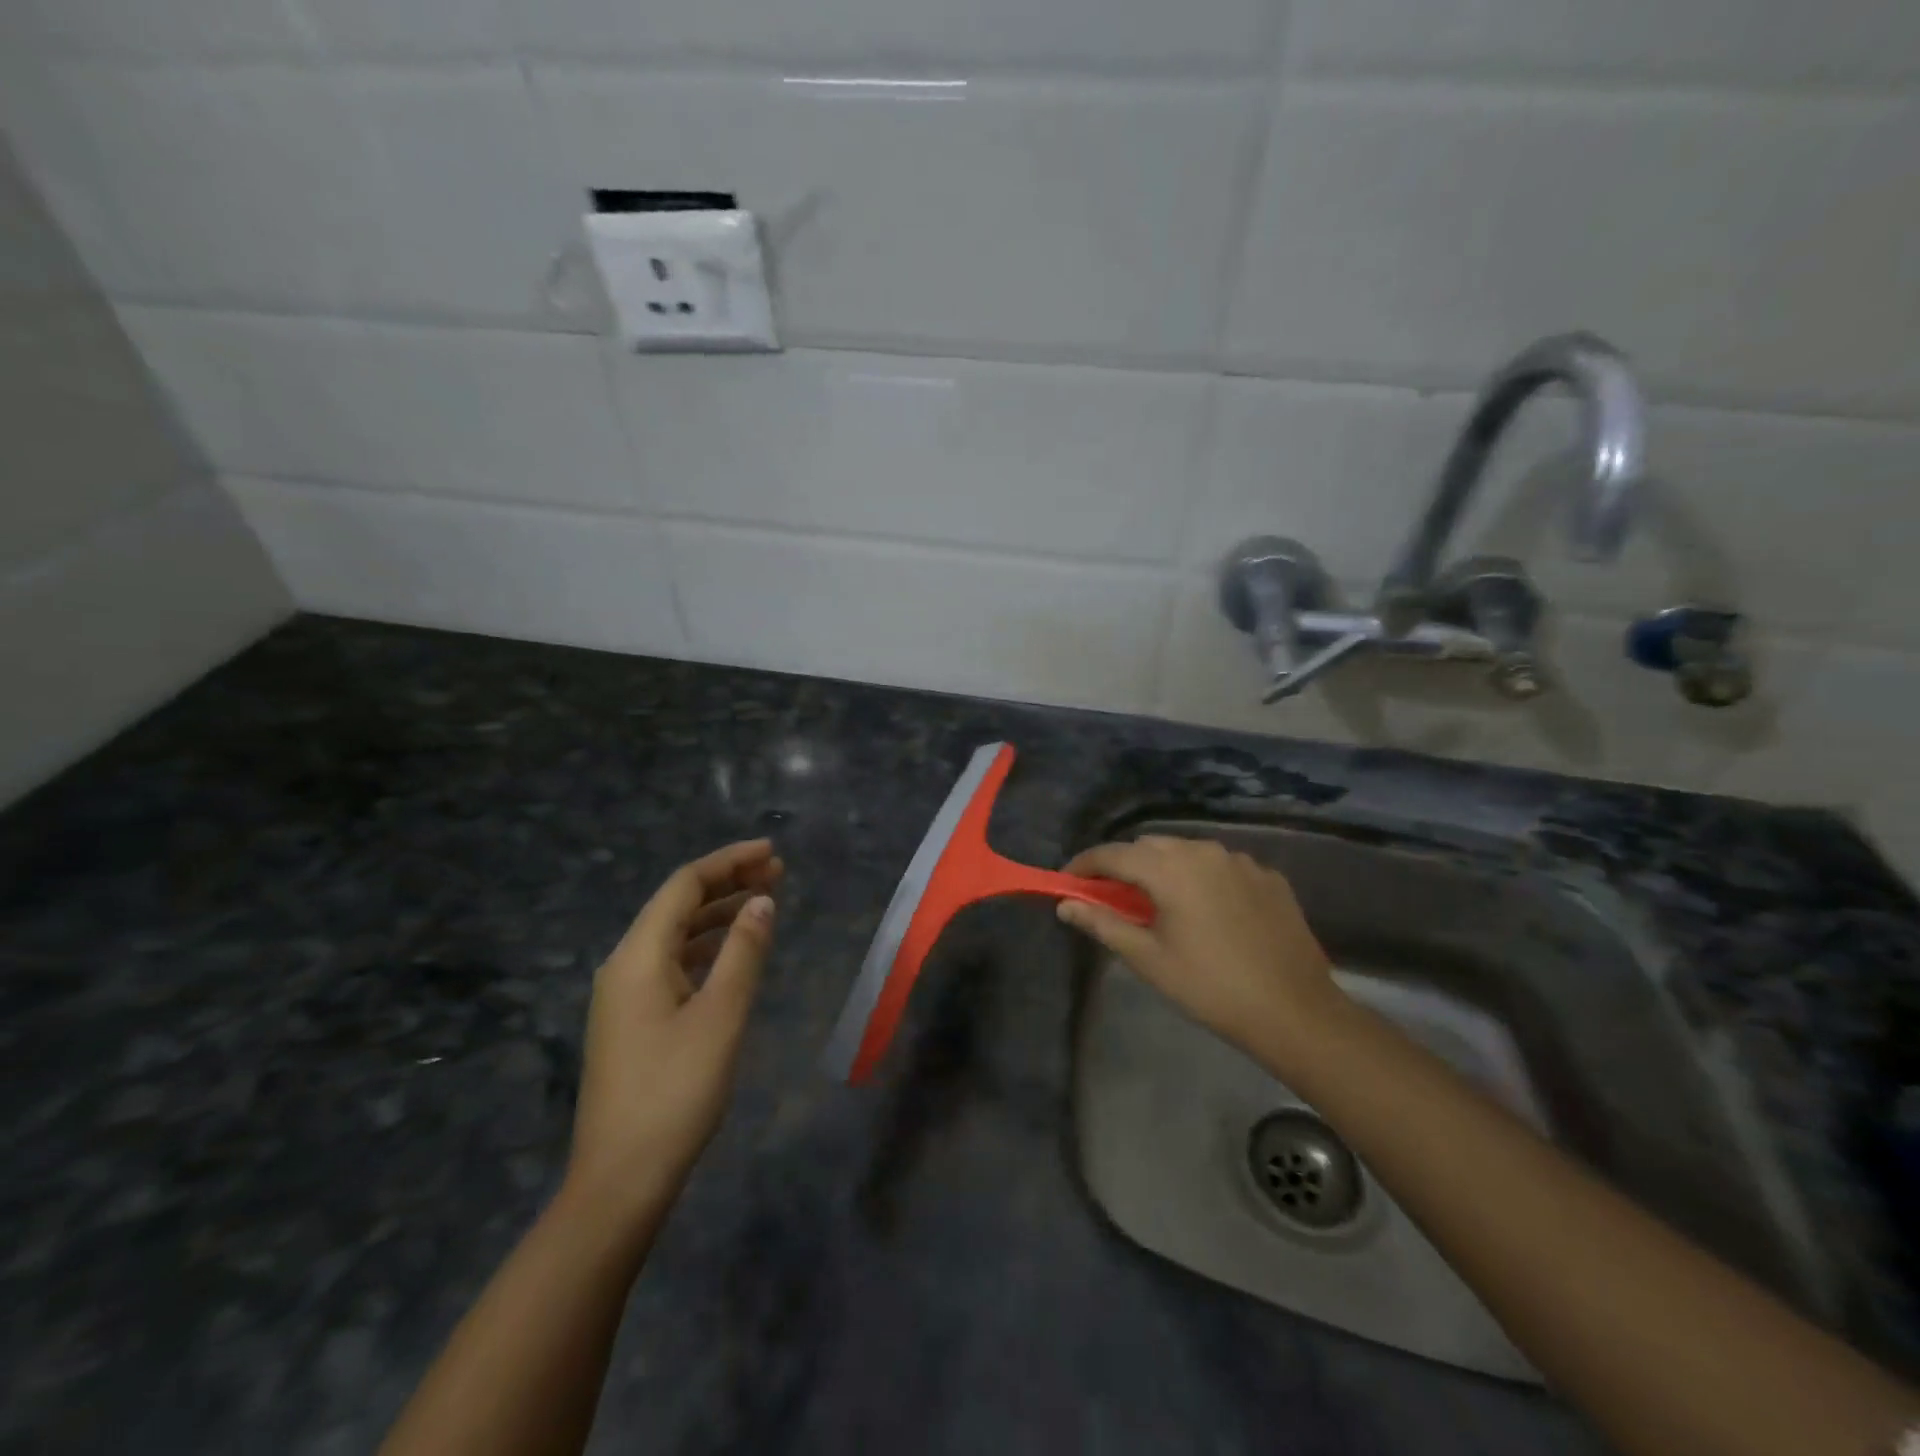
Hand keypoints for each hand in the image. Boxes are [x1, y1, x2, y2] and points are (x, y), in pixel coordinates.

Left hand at [564, 839, 782, 1225]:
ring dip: (719, 914)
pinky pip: (673, 962)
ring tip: (764, 903)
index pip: (685, 885)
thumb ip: (743, 952)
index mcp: (638, 955)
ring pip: (676, 934)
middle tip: (778, 873)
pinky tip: (734, 952)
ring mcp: (625, 995)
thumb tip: (762, 901)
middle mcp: (625, 965)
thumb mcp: (721, 1015)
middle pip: (678, 905)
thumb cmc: (675, 1091)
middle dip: (728, 883)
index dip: (729, 862)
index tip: (772, 853)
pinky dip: (707, 947)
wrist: (621, 1179)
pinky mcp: (633, 1021)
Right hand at [1059, 836, 1339, 1062]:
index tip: (1067, 882)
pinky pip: (1221, 867)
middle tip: (1110, 898)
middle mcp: (1205, 851)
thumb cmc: (1210, 987)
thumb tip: (1066, 905)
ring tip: (1159, 903)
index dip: (1084, 865)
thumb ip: (1103, 924)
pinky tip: (1205, 910)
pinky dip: (1202, 878)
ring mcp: (1241, 861)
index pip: (1113, 853)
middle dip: (1124, 866)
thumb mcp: (1148, 959)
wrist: (1295, 1011)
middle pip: (1150, 847)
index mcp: (1171, 868)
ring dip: (1164, 869)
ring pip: (1187, 852)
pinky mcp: (1268, 877)